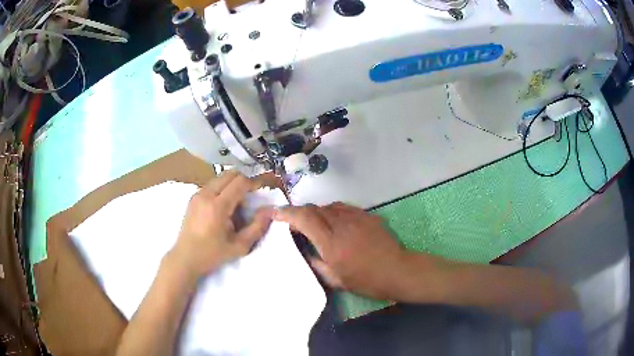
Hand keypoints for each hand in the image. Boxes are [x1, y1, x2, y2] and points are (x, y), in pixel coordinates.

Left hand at [170, 171, 271, 278]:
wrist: (185, 258)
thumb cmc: (212, 254)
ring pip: (221, 177)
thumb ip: (257, 227)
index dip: (255, 183)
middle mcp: (206, 194)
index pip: (240, 182)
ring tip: (238, 203)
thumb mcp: (239, 246)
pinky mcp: (193, 197)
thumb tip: (270, 210)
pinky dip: (223, 188)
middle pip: (230, 174)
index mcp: (217, 206)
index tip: (263, 190)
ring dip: (233, 184)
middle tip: (252, 196)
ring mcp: (197, 194)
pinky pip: (213, 184)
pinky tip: (225, 206)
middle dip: (244, 180)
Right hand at [273, 203, 409, 300]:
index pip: (304, 218)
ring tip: (314, 225)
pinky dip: (332, 212)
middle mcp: (342, 225)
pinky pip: (343, 208)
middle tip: (293, 223)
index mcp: (331, 243)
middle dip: (299, 213)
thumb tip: (305, 251)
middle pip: (314, 208)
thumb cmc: (366, 281)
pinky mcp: (367, 215)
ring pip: (328, 206)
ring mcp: (356, 217)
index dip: (287, 213)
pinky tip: (335, 223)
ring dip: (316, 213)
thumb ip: (316, 263)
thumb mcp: (336, 280)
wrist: (398, 270)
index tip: (275, 213)